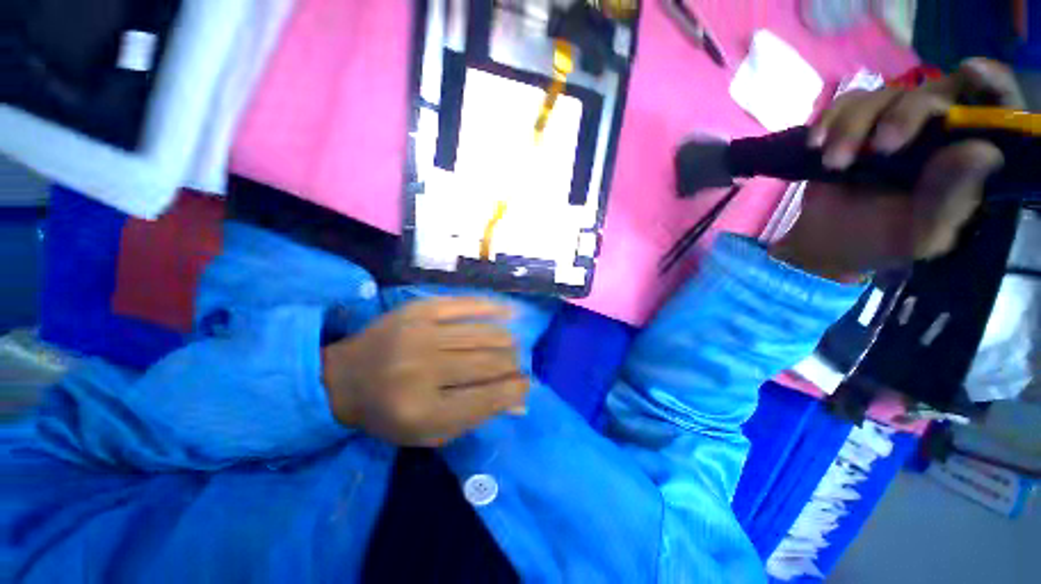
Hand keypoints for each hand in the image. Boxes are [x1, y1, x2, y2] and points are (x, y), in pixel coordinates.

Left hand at [321, 298, 527, 446]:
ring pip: (484, 334)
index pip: (487, 398)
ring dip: (507, 341)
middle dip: (513, 364)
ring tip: (513, 346)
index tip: (526, 385)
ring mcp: (421, 333)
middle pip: (489, 362)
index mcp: (422, 411)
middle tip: (518, 365)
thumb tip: (520, 400)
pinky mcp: (420, 309)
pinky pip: (467, 304)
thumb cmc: (389, 413)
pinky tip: (511, 312)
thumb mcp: (430, 432)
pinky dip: (493, 308)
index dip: (515, 390)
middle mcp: (423, 369)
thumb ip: (476, 417)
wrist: (344, 378)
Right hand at [771, 59, 1021, 281]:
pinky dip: (830, 120)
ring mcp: (895, 121)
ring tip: (833, 164)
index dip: (990, 84)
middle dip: (906, 113)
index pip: (995, 105)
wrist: (827, 241)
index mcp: (968, 156)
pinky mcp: (859, 122)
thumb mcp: (922, 233)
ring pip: (884, 95)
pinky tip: (816, 145)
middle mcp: (939, 129)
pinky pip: (848, 102)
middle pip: (934, 92)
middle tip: (881, 146)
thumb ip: (950, 199)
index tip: (973, 73)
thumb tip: (980, 151)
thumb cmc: (880, 241)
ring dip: (853, 126)